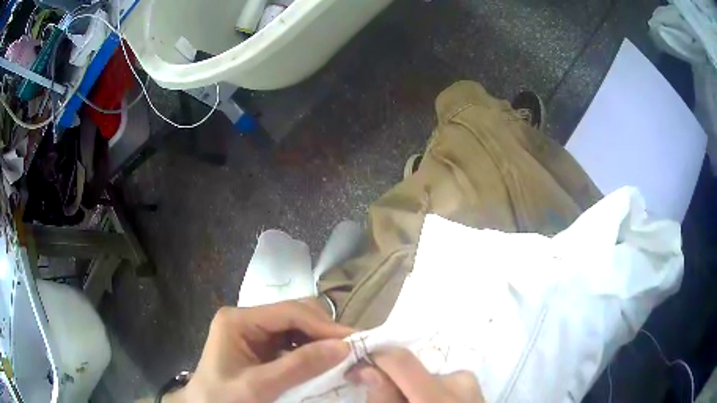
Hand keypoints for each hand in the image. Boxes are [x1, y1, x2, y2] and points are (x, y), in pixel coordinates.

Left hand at [165, 300, 353, 402]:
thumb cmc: (223, 398)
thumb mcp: (258, 387)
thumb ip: (298, 367)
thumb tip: (343, 348)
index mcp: (238, 320)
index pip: (289, 312)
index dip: (323, 325)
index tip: (354, 341)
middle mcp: (248, 319)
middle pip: (295, 314)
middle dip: (324, 331)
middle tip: (351, 351)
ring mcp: (255, 331)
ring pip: (298, 326)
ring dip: (321, 340)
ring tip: (343, 357)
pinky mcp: (262, 346)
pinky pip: (294, 342)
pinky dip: (312, 351)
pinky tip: (324, 363)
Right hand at [346, 348, 483, 402]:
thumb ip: (383, 400)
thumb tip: (367, 370)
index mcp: (437, 398)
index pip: (401, 360)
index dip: (372, 359)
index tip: (354, 373)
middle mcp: (459, 383)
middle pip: (412, 370)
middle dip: (392, 382)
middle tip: (384, 401)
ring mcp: (472, 385)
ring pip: (427, 378)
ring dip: (410, 390)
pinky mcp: (476, 389)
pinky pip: (443, 383)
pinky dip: (427, 393)